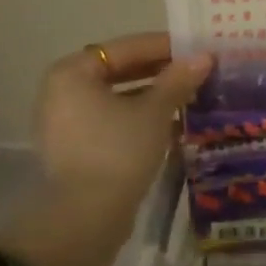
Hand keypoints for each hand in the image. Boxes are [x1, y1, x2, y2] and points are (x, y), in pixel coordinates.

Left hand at [33, 32, 212, 217]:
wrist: (86, 218)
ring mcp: (65, 122)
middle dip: (159, 72)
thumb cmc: (119, 150)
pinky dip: (138, 119)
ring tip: (190, 97)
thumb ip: (178, 79)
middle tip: (196, 72)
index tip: (196, 49)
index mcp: (72, 72)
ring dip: (152, 97)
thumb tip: (204, 56)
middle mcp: (61, 91)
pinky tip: (172, 125)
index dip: (164, 46)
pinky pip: (111, 121)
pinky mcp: (74, 149)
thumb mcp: (155, 111)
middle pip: (119, 71)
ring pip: (117, 98)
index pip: (125, 47)